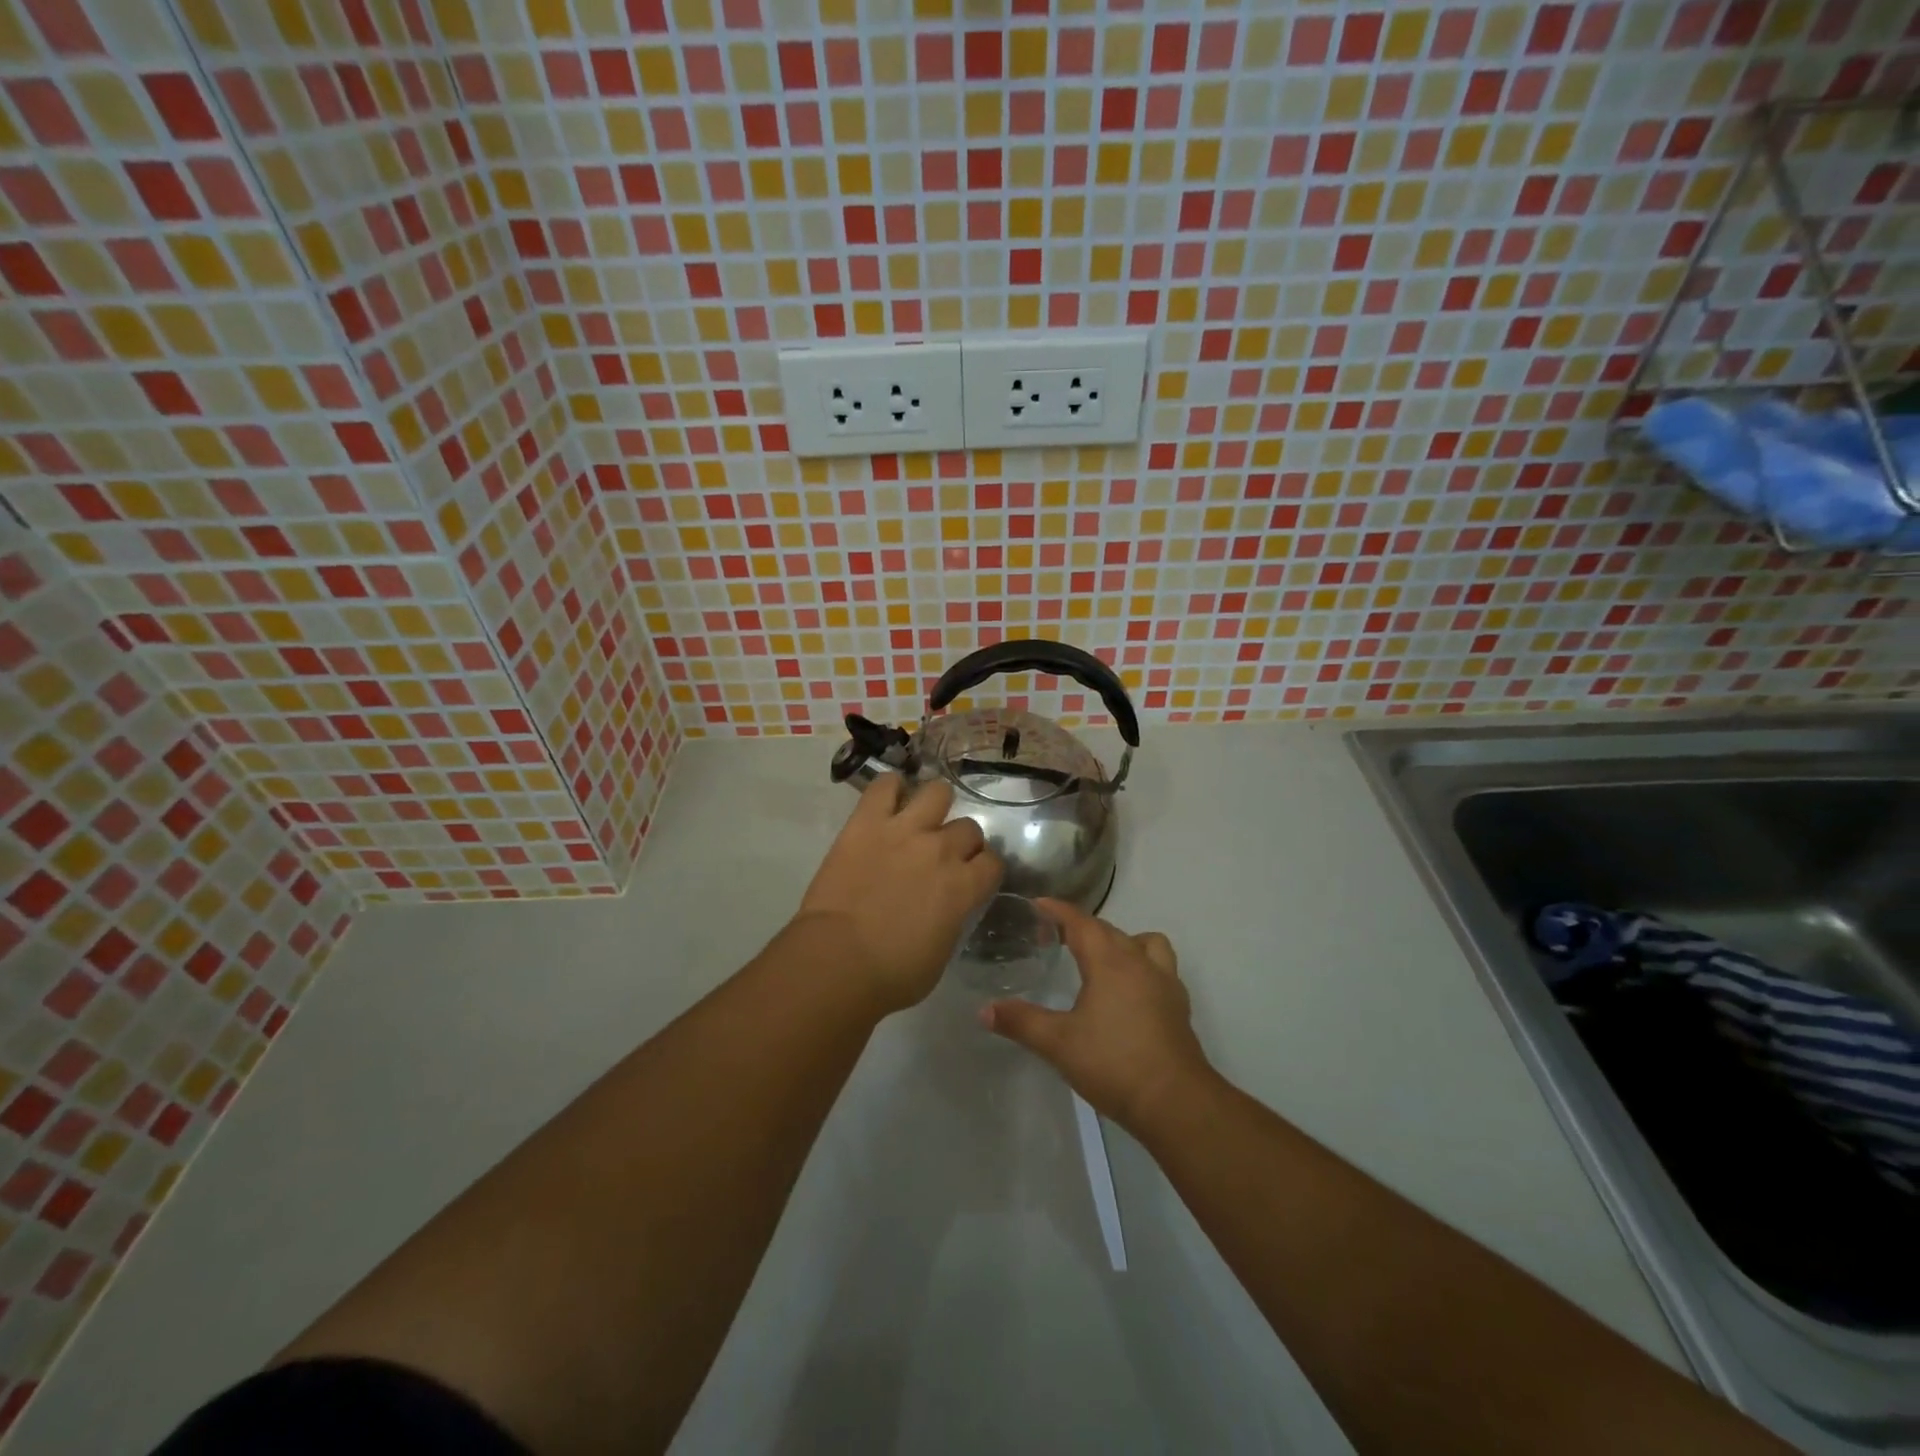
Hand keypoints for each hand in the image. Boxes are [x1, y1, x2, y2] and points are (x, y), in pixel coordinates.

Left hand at [795, 775, 1002, 1014]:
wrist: (838, 961)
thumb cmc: (892, 974)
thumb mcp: (941, 954)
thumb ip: (953, 919)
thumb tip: (949, 908)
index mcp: (964, 887)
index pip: (993, 862)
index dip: (984, 869)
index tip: (972, 878)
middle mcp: (941, 850)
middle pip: (969, 828)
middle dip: (960, 842)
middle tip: (942, 857)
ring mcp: (904, 830)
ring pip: (937, 792)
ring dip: (934, 806)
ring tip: (921, 819)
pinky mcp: (867, 822)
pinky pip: (885, 785)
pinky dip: (891, 788)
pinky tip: (889, 800)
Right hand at [982, 899, 1211, 1129]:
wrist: (1176, 1102)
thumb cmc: (1114, 1064)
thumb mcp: (1058, 1044)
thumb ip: (1021, 1022)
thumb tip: (984, 1010)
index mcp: (1109, 962)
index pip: (1081, 923)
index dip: (1058, 910)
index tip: (1037, 904)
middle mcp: (1139, 962)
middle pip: (1109, 930)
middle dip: (1082, 926)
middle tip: (1055, 936)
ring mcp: (1164, 982)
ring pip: (1144, 942)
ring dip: (1121, 941)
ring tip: (1101, 960)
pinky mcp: (1178, 1005)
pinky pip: (1159, 967)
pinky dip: (1142, 966)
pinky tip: (1128, 992)